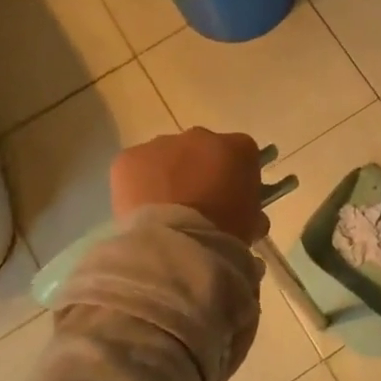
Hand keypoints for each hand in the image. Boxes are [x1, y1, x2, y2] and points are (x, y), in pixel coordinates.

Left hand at [111, 129, 268, 244]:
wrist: (178, 244)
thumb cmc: (225, 233)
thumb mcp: (251, 224)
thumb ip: (249, 209)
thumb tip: (244, 215)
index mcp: (238, 149)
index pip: (241, 154)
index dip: (235, 177)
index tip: (230, 199)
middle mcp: (201, 136)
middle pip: (201, 149)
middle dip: (199, 171)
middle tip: (196, 205)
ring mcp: (162, 144)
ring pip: (166, 156)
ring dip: (167, 175)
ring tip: (165, 211)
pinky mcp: (130, 158)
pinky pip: (136, 167)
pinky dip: (138, 184)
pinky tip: (142, 210)